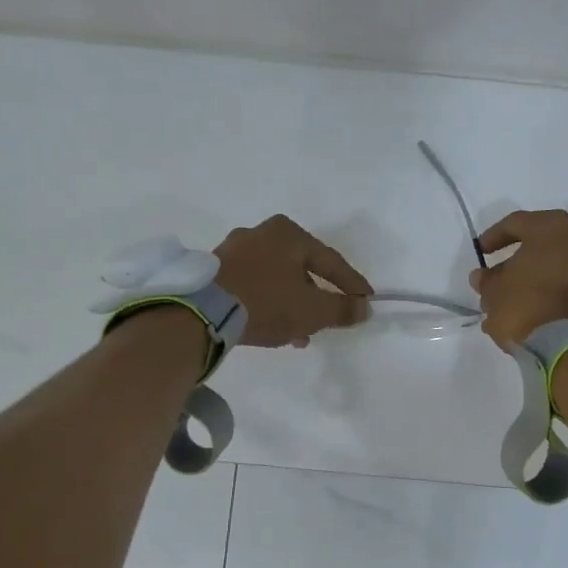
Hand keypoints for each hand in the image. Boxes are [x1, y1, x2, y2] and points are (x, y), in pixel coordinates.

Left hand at [215, 215, 371, 347]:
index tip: (366, 301)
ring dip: (292, 305)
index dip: (351, 284)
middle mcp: (260, 233)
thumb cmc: (266, 303)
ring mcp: (233, 250)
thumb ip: (342, 309)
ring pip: (276, 279)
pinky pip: (253, 286)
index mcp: (288, 233)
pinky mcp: (214, 270)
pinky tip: (273, 328)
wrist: (201, 312)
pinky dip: (268, 304)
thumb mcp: (312, 310)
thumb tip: (363, 308)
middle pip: (301, 269)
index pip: (330, 261)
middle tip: (328, 320)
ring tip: (300, 335)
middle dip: (317, 298)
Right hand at [469, 209, 567, 351]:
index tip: (481, 252)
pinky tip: (532, 306)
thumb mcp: (493, 292)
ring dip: (536, 274)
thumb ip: (487, 280)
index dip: (495, 236)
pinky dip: (551, 289)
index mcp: (551, 227)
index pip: (517, 223)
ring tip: (513, 295)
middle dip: (519, 257)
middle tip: (498, 274)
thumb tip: (483, 277)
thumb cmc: (524, 304)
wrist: (564, 343)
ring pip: (558, 263)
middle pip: (542, 242)